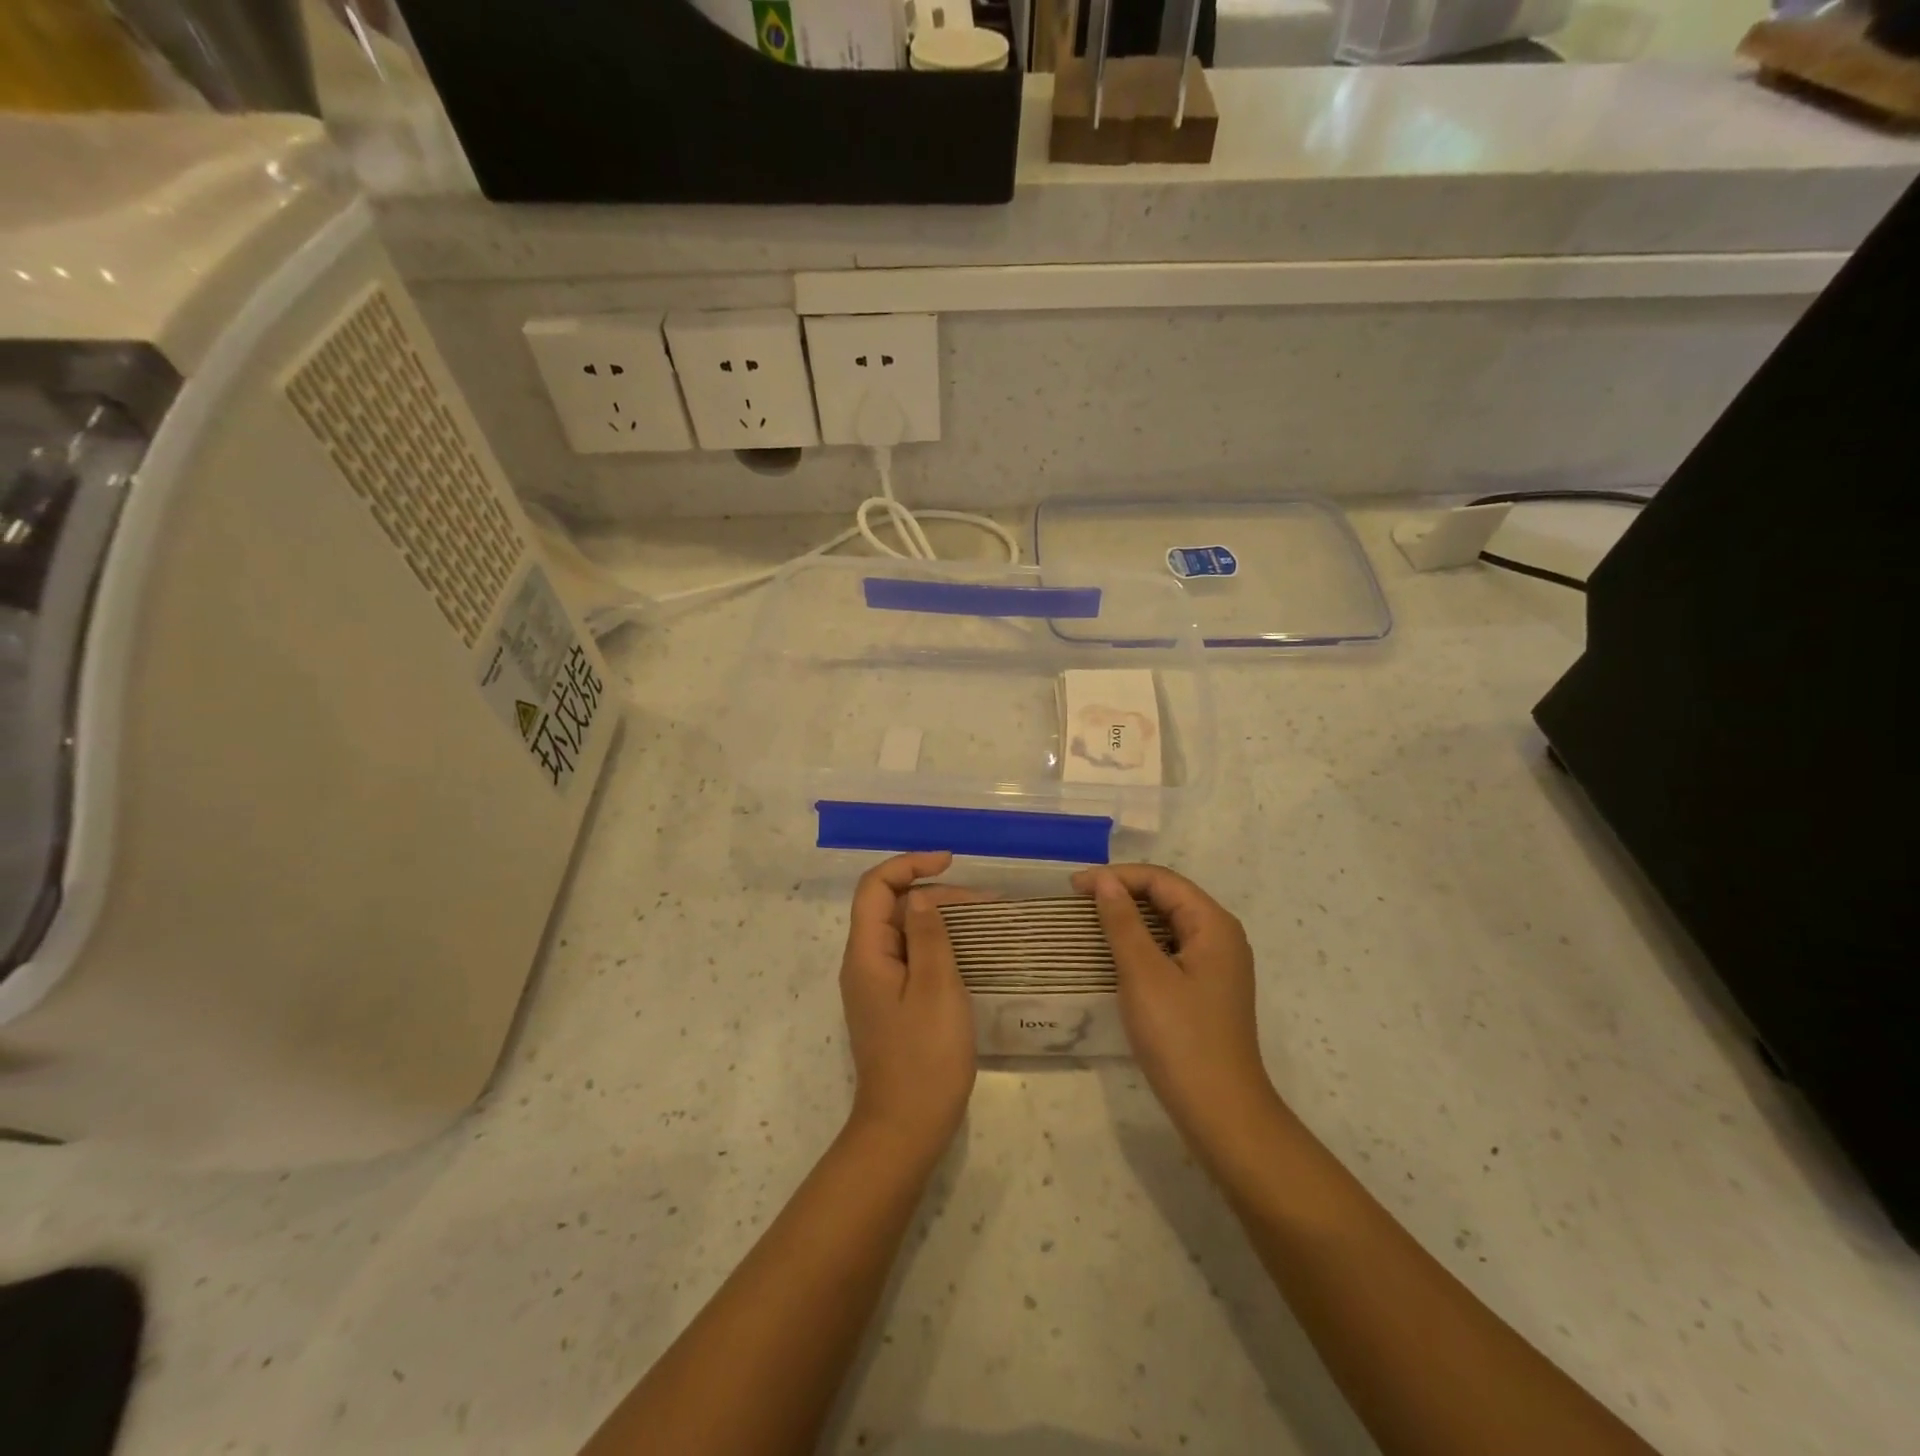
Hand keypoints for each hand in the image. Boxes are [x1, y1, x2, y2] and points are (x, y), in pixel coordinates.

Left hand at [839, 853, 980, 1162]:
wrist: (906, 1129)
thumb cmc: (925, 1056)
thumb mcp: (936, 988)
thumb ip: (929, 935)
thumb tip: (921, 896)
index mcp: (867, 953)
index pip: (876, 887)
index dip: (909, 864)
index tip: (950, 861)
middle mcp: (865, 963)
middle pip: (892, 907)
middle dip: (936, 893)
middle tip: (985, 902)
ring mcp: (877, 986)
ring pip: (905, 932)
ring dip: (940, 919)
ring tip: (985, 921)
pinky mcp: (892, 1004)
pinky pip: (912, 958)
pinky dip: (938, 945)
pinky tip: (969, 953)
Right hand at [1071, 864, 1278, 1151]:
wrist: (1220, 1112)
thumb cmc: (1180, 1037)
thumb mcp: (1143, 974)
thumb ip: (1122, 922)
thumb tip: (1104, 880)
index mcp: (1213, 925)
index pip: (1162, 880)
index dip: (1116, 876)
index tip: (1073, 886)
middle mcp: (1221, 937)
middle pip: (1168, 897)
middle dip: (1123, 892)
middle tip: (1077, 901)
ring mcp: (1216, 965)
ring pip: (1168, 924)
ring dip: (1129, 918)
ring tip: (1089, 921)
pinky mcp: (1206, 989)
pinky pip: (1170, 949)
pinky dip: (1141, 943)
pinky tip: (1115, 954)